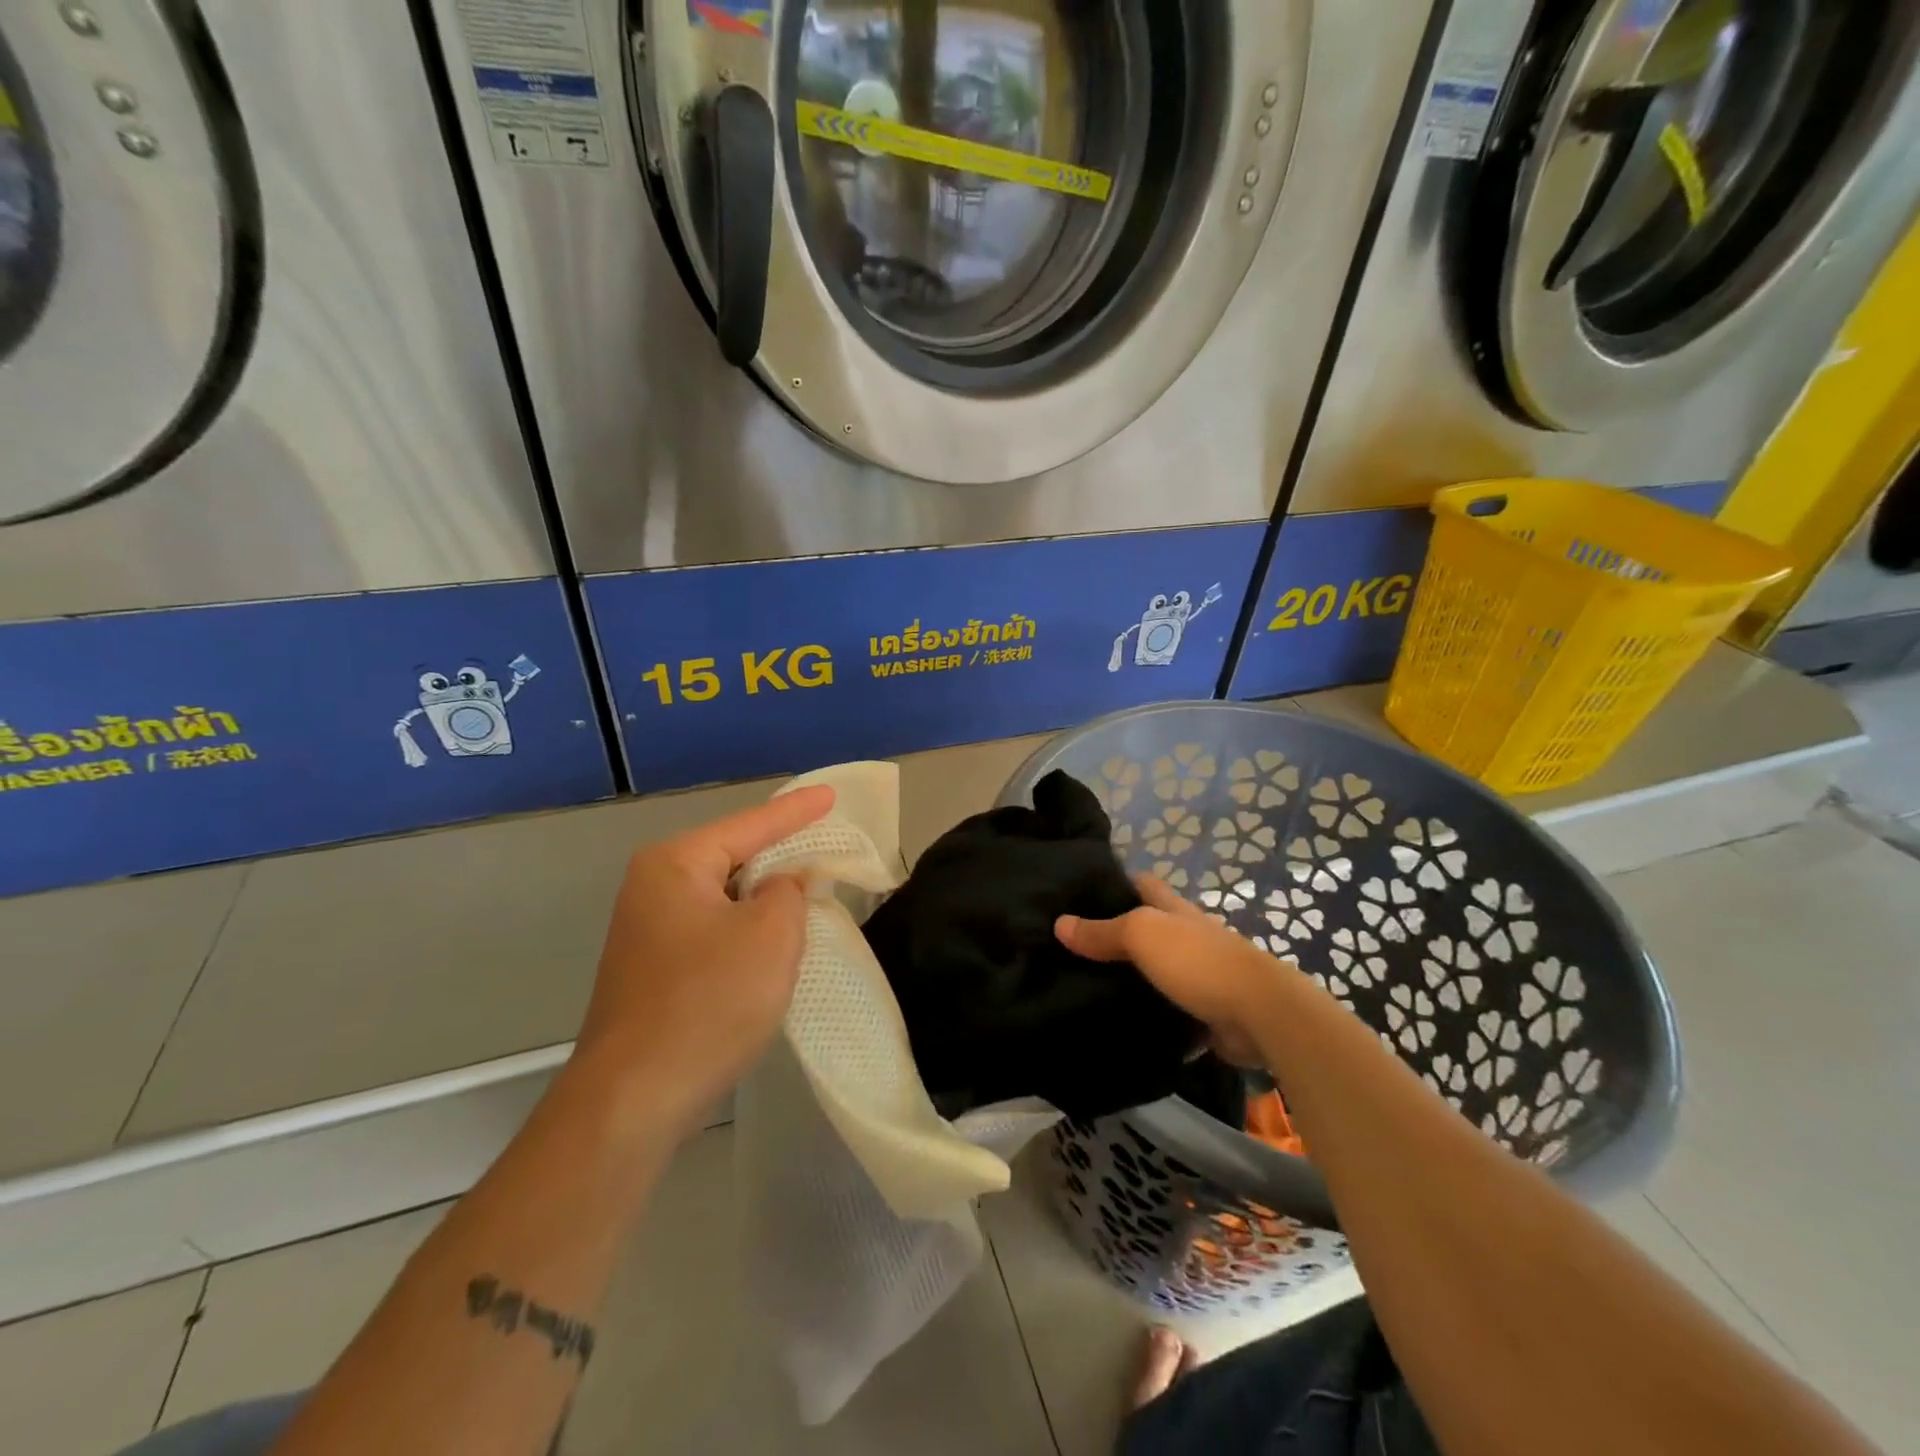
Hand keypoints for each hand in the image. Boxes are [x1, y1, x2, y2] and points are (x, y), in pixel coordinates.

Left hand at [572, 786, 835, 1129]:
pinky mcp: (654, 970)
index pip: (750, 825)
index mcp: (675, 865)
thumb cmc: (708, 1003)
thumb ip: (789, 892)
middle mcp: (653, 888)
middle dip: (781, 855)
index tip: (830, 795)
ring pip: (725, 898)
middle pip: (734, 857)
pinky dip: (747, 931)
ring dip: (766, 900)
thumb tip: (783, 884)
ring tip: (810, 893)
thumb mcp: (771, 936)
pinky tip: (773, 944)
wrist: (633, 1101)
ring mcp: (648, 931)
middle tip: (826, 847)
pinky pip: (714, 930)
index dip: (797, 811)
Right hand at [1056, 875, 1285, 1068]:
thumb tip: (1059, 923)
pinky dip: (1150, 1016)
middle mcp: (1188, 937)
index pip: (1141, 884)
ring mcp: (1199, 975)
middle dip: (1114, 935)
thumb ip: (1102, 931)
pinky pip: (1170, 1012)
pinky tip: (1120, 1025)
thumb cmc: (1197, 961)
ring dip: (1131, 979)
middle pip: (1146, 929)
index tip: (1077, 894)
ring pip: (1156, 972)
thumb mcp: (1142, 934)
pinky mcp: (1206, 1013)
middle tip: (1070, 949)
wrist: (1259, 1015)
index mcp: (1174, 910)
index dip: (1113, 883)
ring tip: (1084, 988)